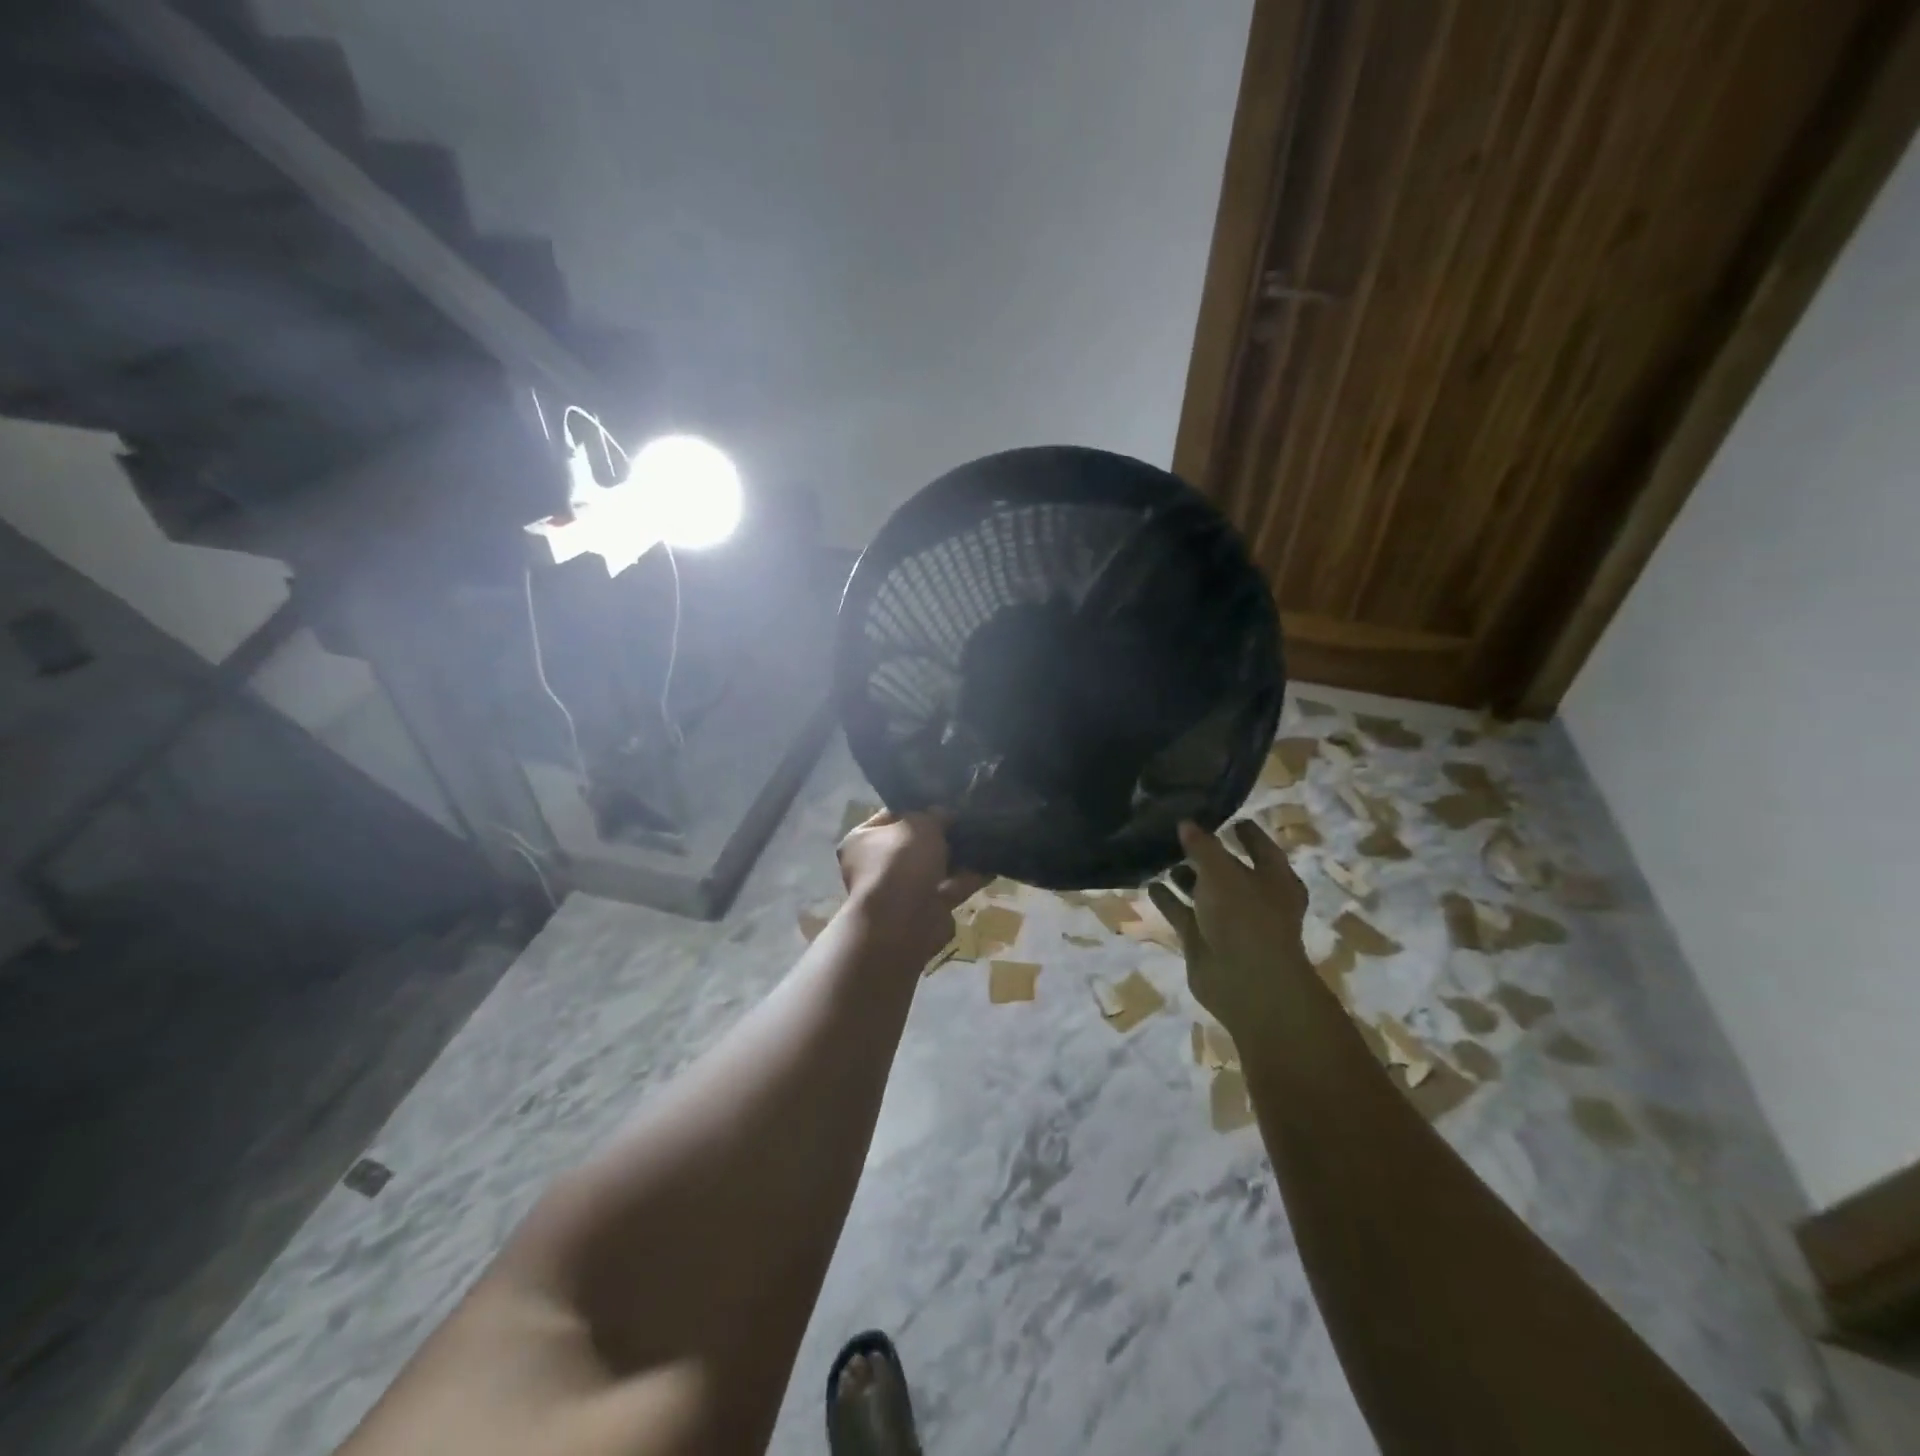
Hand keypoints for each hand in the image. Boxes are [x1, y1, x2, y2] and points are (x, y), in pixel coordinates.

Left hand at [837, 810, 984, 968]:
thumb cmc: (901, 861)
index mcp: (862, 840)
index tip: (943, 800)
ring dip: (957, 856)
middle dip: (940, 834)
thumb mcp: (920, 824)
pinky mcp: (925, 910)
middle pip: (914, 843)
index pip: (891, 816)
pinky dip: (969, 878)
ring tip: (985, 838)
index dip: (917, 807)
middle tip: (967, 818)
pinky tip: (992, 864)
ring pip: (934, 867)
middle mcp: (877, 866)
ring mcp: (901, 891)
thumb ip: (934, 815)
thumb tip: (945, 814)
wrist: (904, 920)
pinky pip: (950, 888)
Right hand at [1149, 819, 1310, 1035]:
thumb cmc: (1245, 917)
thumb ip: (1202, 846)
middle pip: (1229, 870)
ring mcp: (1228, 923)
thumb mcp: (1222, 872)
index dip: (1247, 833)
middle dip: (1207, 855)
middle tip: (1180, 833)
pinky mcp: (1204, 941)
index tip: (1229, 818)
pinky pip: (1183, 914)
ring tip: (1160, 856)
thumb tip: (1186, 822)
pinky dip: (1169, 901)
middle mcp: (1254, 899)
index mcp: (1275, 880)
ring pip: (1203, 893)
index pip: (1262, 848)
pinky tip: (1149, 884)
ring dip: (1185, 878)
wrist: (1245, 982)